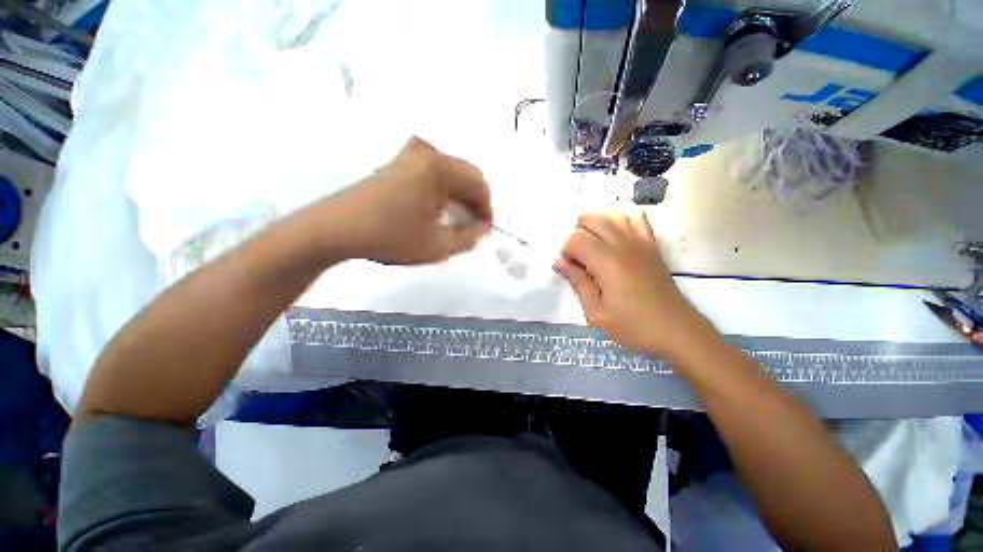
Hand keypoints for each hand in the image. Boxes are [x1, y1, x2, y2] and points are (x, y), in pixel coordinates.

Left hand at [321, 137, 492, 264]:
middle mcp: (426, 152)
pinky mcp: (396, 163)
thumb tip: (482, 229)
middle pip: (466, 175)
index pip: (480, 184)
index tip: (484, 231)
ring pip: (449, 174)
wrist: (336, 229)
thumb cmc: (391, 237)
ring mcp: (408, 155)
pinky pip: (432, 174)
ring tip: (455, 222)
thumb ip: (469, 238)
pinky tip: (436, 211)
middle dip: (474, 202)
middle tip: (472, 227)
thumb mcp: (438, 245)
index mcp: (439, 167)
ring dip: (458, 197)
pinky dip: (442, 192)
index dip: (487, 209)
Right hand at [554, 210, 716, 359]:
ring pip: (611, 213)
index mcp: (608, 262)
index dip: (566, 252)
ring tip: (595, 249)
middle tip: (581, 260)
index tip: (571, 271)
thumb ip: (577, 282)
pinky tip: (616, 238)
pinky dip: (620, 221)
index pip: (575, 238)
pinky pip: (636, 217)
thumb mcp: (597, 313)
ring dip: (596, 226)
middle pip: (590, 218)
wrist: (677, 331)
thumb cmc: (634, 327)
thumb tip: (558, 262)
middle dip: (577, 235)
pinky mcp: (652, 244)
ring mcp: (641, 241)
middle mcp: (623, 244)